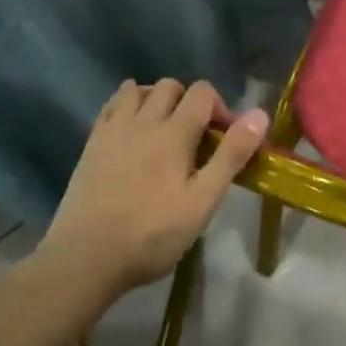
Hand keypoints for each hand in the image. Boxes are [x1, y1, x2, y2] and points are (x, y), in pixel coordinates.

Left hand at [39, 80, 266, 297]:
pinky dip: (127, 107)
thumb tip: (260, 115)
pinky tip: (133, 133)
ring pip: (137, 90)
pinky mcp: (91, 145)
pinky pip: (111, 107)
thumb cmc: (152, 235)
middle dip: (189, 101)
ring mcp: (113, 131)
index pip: (202, 92)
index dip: (219, 107)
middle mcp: (143, 121)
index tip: (223, 138)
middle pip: (170, 86)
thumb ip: (231, 155)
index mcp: (174, 133)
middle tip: (195, 136)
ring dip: (156, 99)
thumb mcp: (202, 201)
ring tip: (163, 129)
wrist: (84, 259)